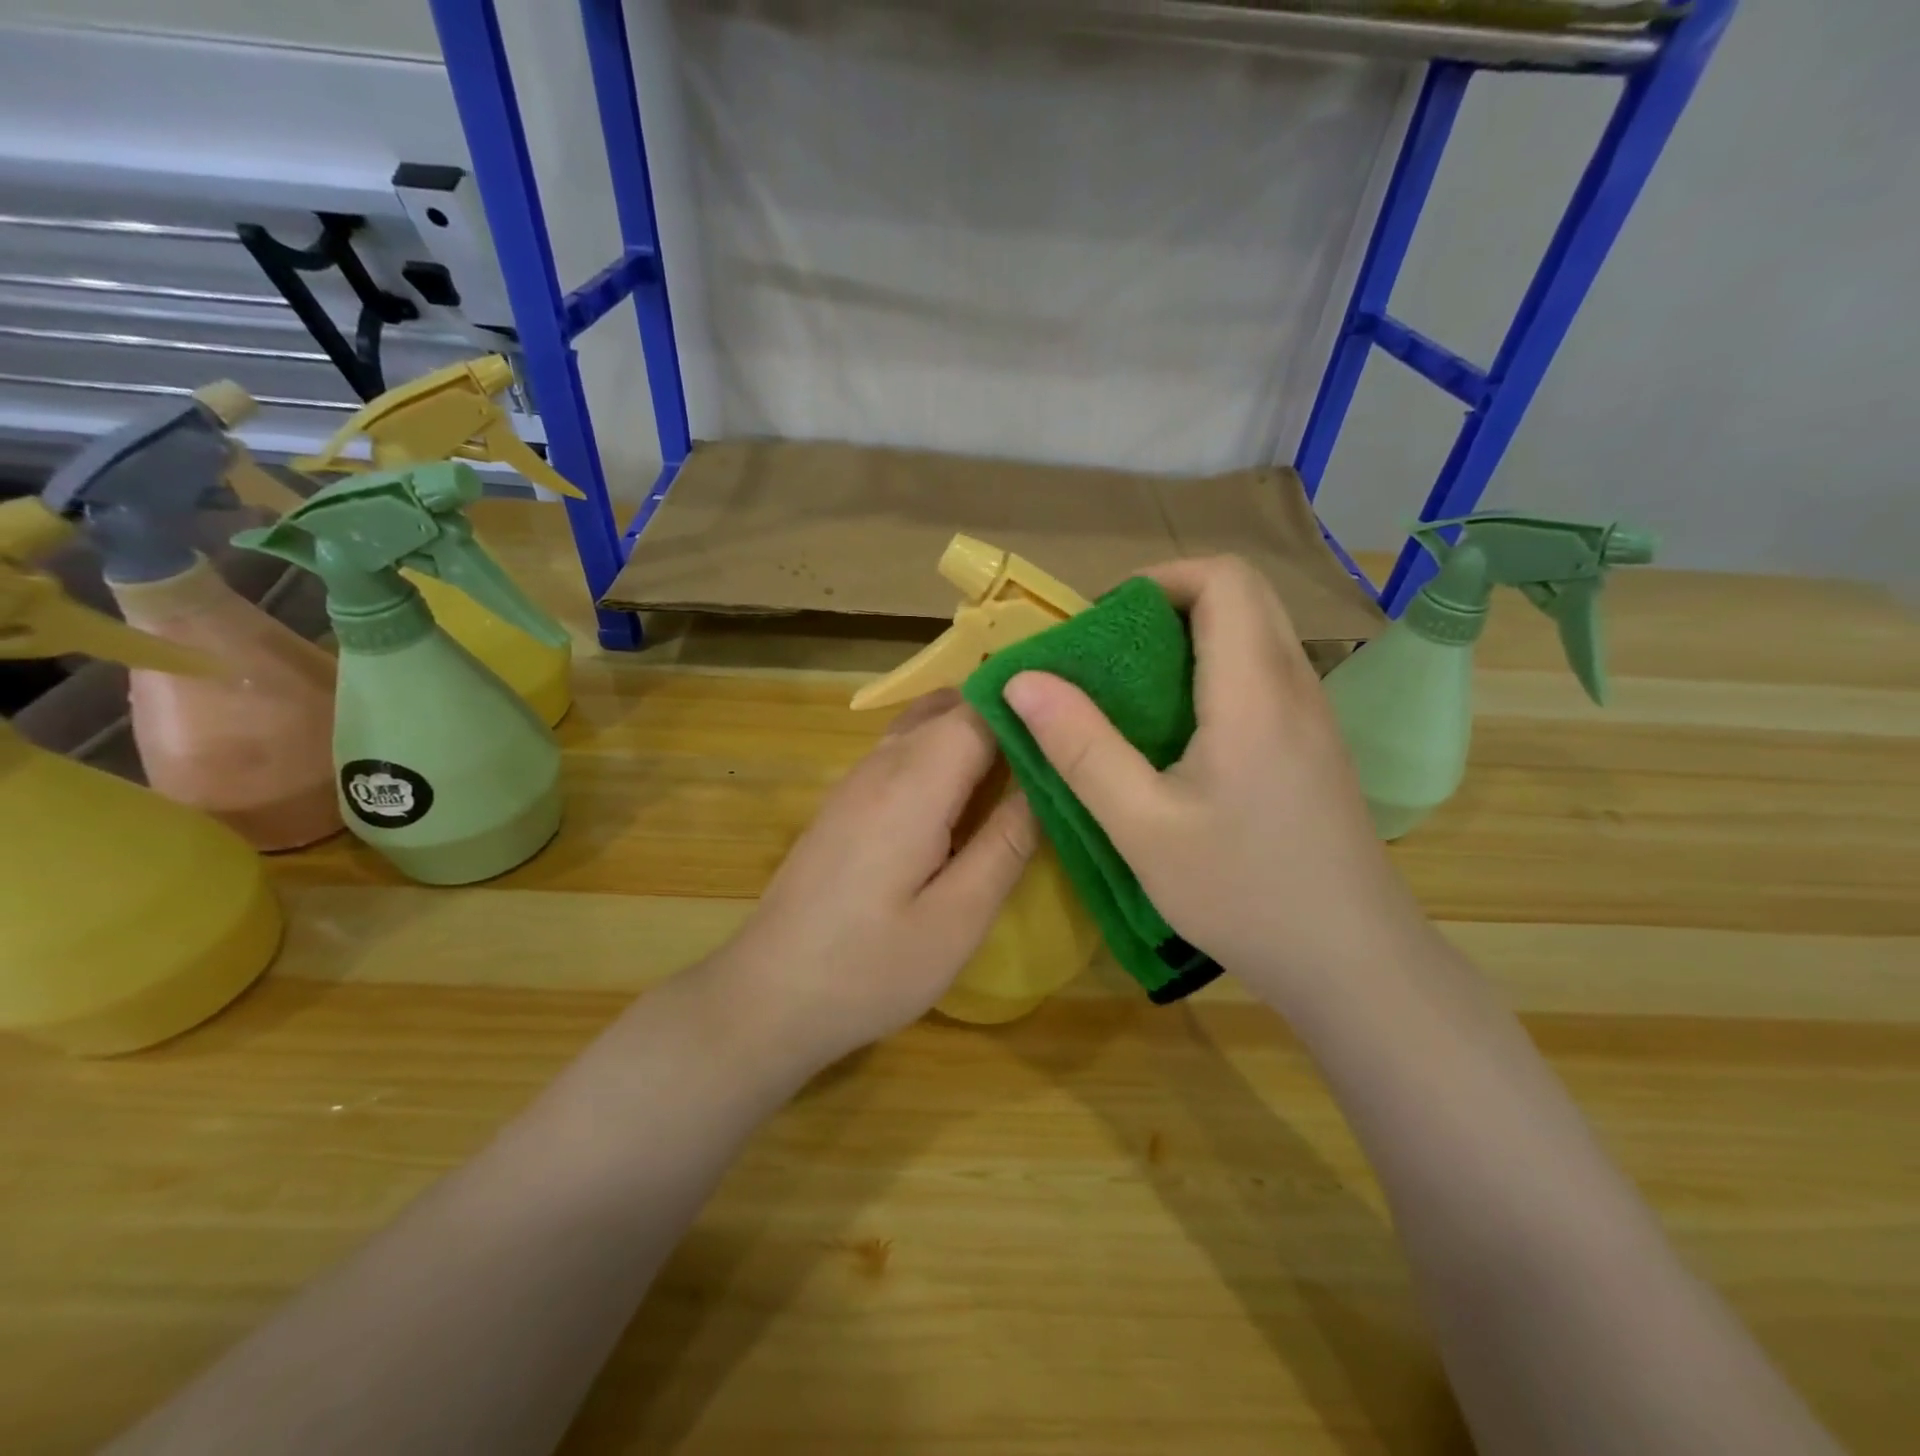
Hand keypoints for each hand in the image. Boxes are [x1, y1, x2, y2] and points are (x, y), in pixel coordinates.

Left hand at [714, 690, 1036, 1069]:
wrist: (768, 997)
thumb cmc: (870, 968)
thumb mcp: (958, 918)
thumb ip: (1009, 842)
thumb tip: (1051, 777)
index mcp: (915, 782)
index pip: (983, 707)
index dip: (1033, 706)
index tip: (1080, 719)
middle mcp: (883, 763)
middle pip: (953, 707)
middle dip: (1008, 714)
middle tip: (1063, 747)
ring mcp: (857, 780)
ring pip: (926, 725)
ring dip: (975, 734)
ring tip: (1028, 768)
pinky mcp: (846, 802)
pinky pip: (905, 753)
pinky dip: (945, 755)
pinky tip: (970, 798)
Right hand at [1001, 556, 1430, 1003]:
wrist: (1352, 961)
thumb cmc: (1243, 893)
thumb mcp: (1142, 827)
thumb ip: (1080, 747)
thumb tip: (1023, 679)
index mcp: (1255, 691)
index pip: (1223, 578)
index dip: (1158, 580)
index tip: (1102, 625)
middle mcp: (1295, 684)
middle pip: (1242, 595)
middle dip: (1167, 604)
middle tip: (1108, 656)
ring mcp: (1313, 714)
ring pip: (1254, 634)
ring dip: (1190, 640)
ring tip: (1132, 693)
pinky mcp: (1314, 744)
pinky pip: (1262, 674)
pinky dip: (1212, 674)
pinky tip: (1177, 735)